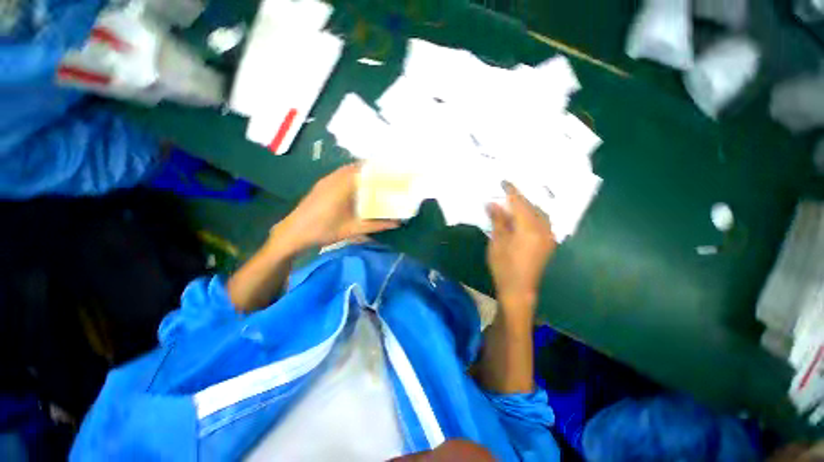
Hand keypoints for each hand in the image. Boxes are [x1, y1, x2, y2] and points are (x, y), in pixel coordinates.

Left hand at [274, 163, 400, 250]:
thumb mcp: (353, 229)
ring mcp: (326, 180)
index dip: (379, 169)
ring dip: (361, 171)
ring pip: (347, 169)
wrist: (293, 233)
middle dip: (372, 169)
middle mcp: (334, 179)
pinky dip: (352, 175)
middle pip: (357, 167)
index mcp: (343, 187)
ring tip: (375, 179)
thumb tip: (396, 223)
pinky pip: (340, 174)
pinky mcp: (321, 184)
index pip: (365, 171)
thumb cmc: (324, 231)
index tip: (393, 171)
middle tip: (386, 176)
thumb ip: (376, 225)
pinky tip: (357, 186)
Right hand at [486, 182, 556, 319]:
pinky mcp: (548, 243)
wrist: (519, 289)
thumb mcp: (497, 242)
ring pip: (539, 214)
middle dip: (520, 198)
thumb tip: (493, 203)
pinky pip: (542, 222)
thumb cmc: (504, 266)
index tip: (504, 181)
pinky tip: (523, 217)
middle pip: (532, 206)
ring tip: (514, 203)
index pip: (520, 203)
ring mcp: (548, 236)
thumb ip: (498, 220)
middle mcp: (544, 229)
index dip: (512, 191)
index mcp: (529, 228)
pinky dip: (532, 216)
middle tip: (507, 192)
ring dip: (527, 207)